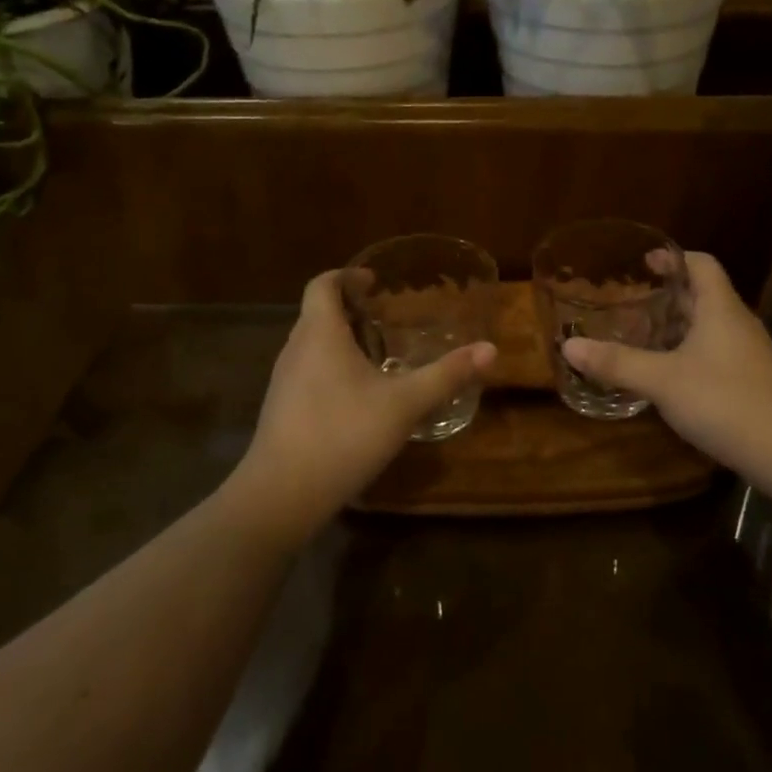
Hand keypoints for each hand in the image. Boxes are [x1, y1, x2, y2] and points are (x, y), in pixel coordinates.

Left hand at [227, 271, 495, 545]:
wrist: (280, 496)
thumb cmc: (343, 434)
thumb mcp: (404, 404)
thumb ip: (447, 375)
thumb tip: (490, 350)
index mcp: (320, 334)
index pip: (323, 284)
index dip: (347, 276)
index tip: (374, 282)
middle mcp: (296, 349)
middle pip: (318, 313)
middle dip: (350, 309)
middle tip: (386, 317)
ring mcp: (283, 381)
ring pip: (312, 344)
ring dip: (340, 339)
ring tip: (377, 354)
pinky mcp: (281, 410)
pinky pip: (307, 371)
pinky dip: (331, 367)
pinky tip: (357, 396)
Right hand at [562, 252, 771, 485]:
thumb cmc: (724, 401)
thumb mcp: (662, 380)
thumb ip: (617, 363)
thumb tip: (570, 347)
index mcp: (720, 308)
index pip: (701, 264)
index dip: (674, 258)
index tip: (645, 262)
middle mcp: (738, 322)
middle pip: (704, 294)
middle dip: (669, 295)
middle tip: (632, 302)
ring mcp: (750, 354)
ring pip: (711, 326)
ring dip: (680, 326)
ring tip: (644, 336)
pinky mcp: (754, 381)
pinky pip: (718, 352)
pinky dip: (691, 352)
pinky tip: (671, 375)